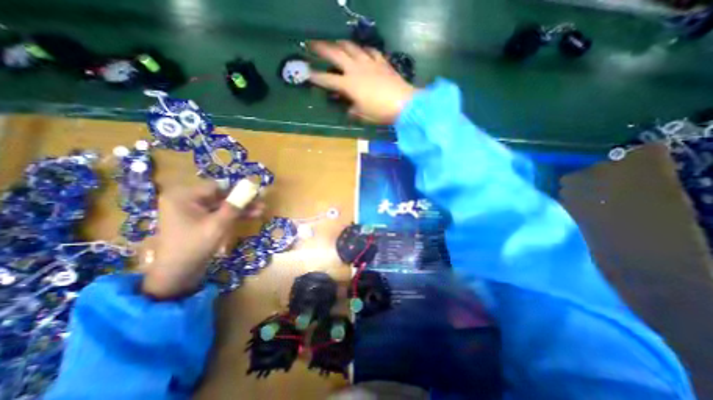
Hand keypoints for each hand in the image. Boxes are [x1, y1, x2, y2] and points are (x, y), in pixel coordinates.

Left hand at [141, 182, 261, 298]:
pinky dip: (233, 216)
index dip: (237, 190)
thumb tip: (250, 188)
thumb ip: (235, 205)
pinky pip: (219, 215)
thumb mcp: (218, 224)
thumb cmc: (195, 245)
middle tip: (260, 203)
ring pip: (222, 206)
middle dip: (242, 201)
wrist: (178, 273)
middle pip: (220, 196)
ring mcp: (193, 212)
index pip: (216, 187)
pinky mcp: (199, 222)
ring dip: (241, 209)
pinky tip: (251, 216)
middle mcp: (187, 201)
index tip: (255, 193)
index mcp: (183, 197)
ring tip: (261, 211)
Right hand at [309, 40, 418, 122]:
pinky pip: (370, 51)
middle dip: (321, 48)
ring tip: (335, 43)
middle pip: (335, 54)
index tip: (307, 74)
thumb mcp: (363, 116)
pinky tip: (362, 51)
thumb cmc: (380, 112)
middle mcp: (356, 69)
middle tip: (311, 43)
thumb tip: (349, 110)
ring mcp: (369, 63)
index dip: (316, 77)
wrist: (404, 103)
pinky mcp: (381, 62)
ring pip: (351, 47)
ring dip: (340, 43)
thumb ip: (353, 111)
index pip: (328, 79)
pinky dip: (363, 50)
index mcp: (349, 85)